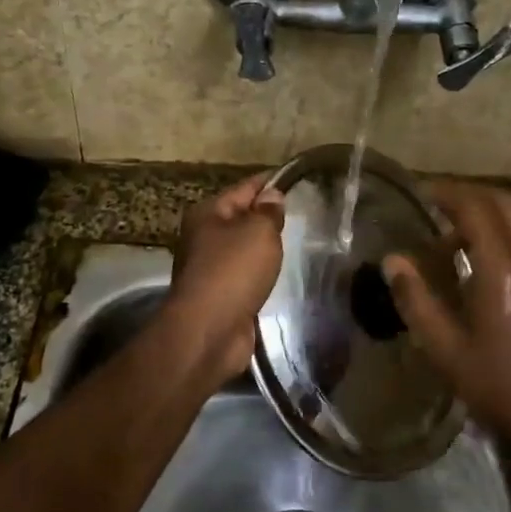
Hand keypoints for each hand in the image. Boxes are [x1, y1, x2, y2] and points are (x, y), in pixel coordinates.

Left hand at [162, 172, 286, 379]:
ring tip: (297, 244)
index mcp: (208, 213)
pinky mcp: (220, 296)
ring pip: (244, 249)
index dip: (271, 183)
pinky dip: (261, 275)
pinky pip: (246, 276)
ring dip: (265, 249)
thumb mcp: (258, 232)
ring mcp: (210, 269)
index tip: (297, 179)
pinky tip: (280, 275)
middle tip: (305, 215)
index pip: (245, 187)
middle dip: (268, 217)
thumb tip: (272, 196)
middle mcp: (204, 237)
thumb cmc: (232, 271)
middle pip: (242, 218)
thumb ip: (268, 212)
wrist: (209, 332)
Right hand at [382, 181, 510, 445]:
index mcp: (502, 266)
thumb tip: (392, 261)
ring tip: (444, 236)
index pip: (475, 206)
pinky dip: (495, 233)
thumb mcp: (446, 348)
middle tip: (432, 202)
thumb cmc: (501, 382)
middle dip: (465, 194)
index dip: (445, 191)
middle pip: (500, 202)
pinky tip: (471, 262)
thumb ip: (417, 299)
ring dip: (481, 214)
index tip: (417, 191)